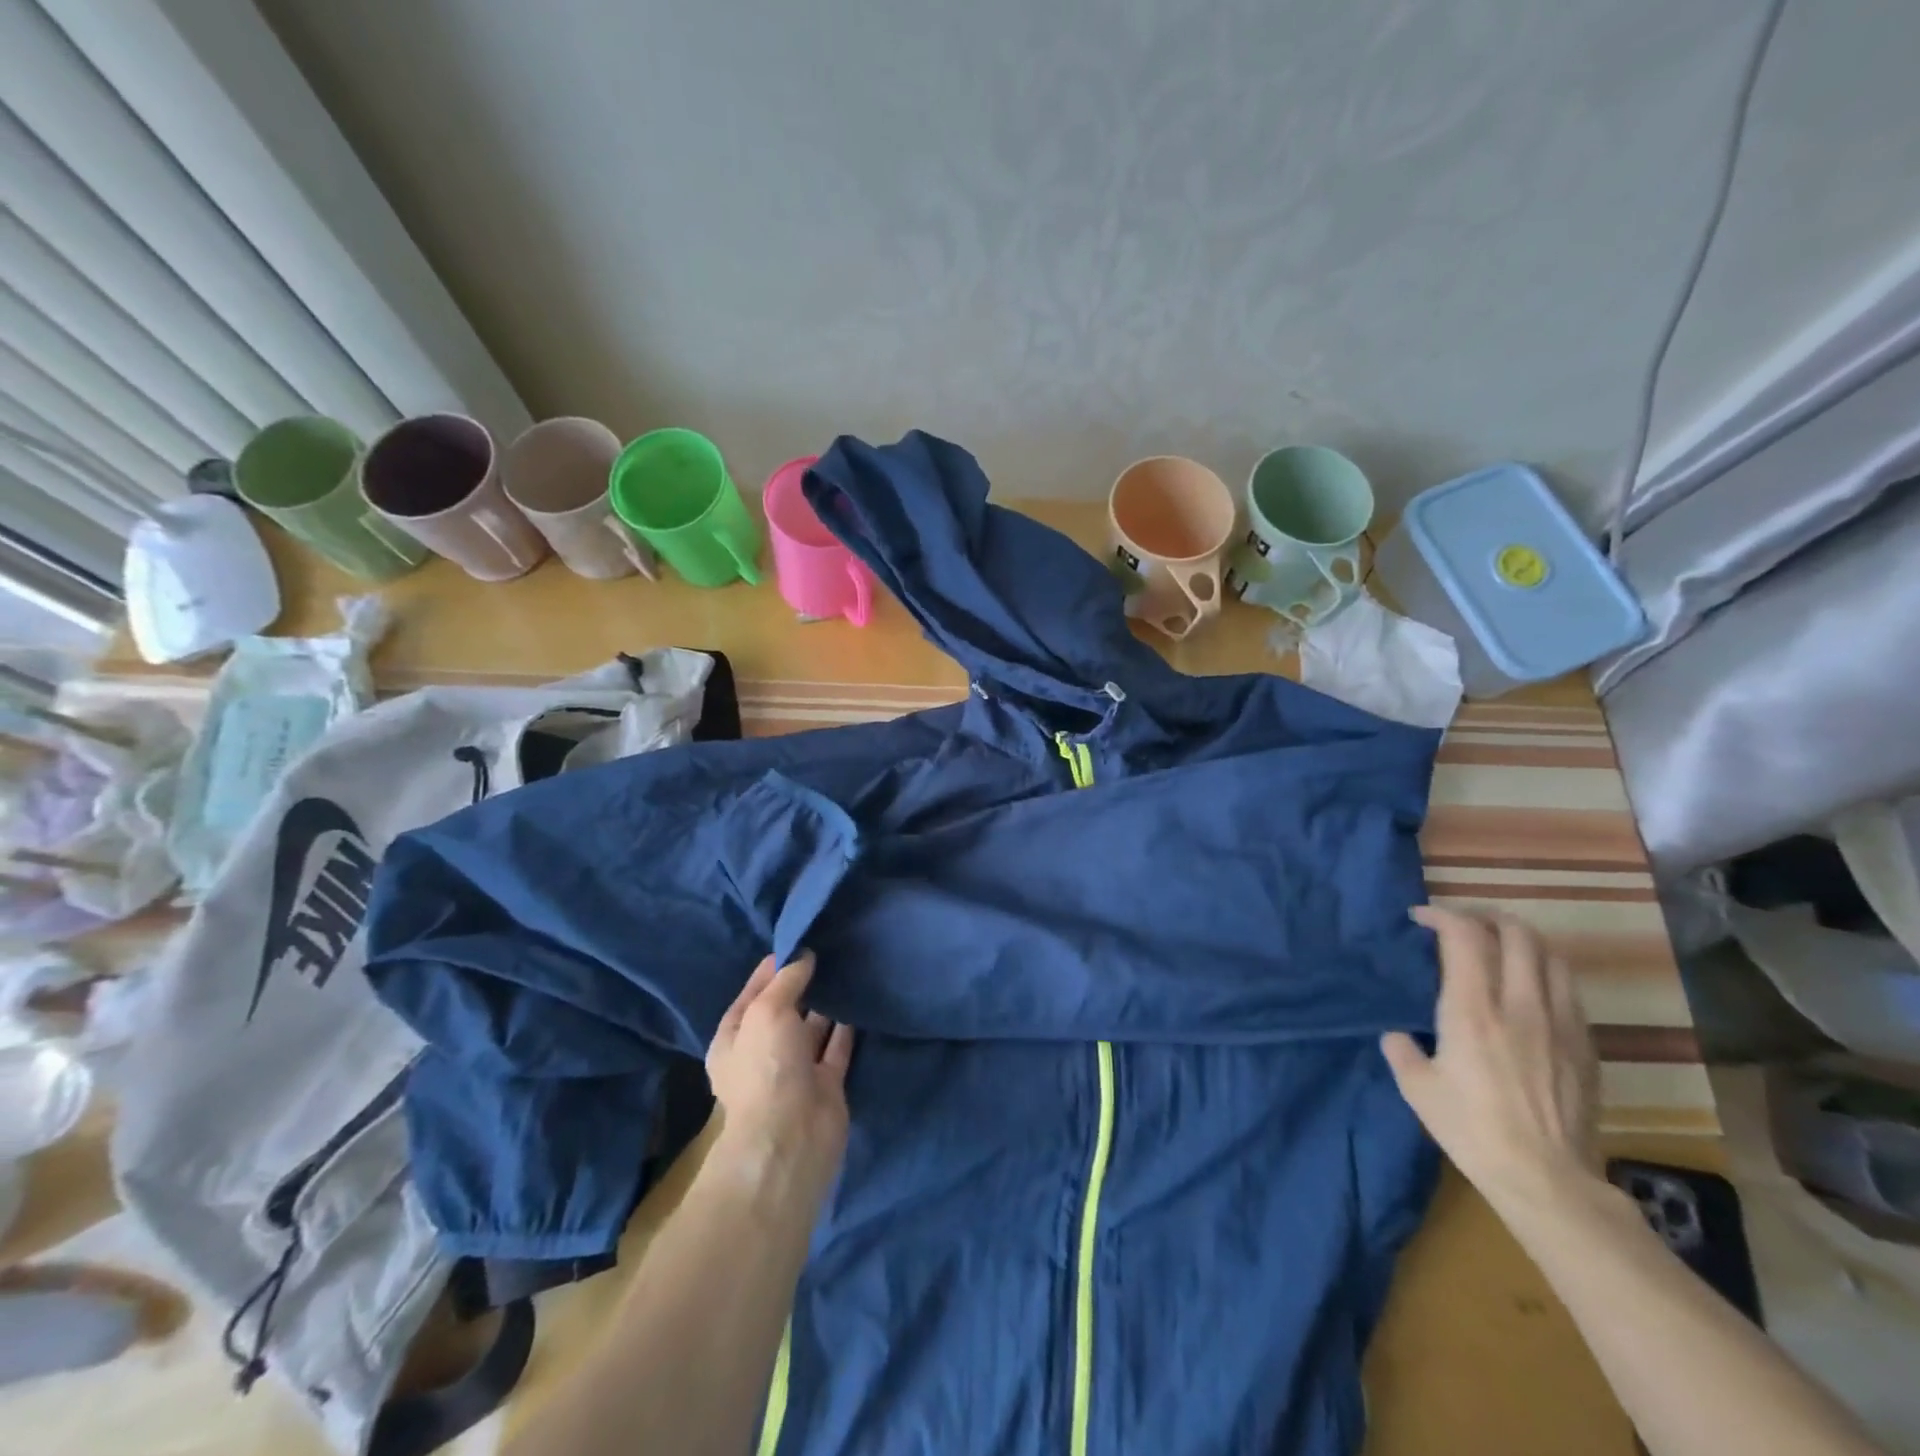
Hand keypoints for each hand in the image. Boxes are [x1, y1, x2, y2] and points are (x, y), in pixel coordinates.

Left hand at [706, 952, 854, 1198]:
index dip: (770, 971)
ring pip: (811, 1030)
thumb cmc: (767, 1067)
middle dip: (800, 986)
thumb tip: (804, 956)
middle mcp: (762, 1055)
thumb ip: (787, 979)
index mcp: (734, 1040)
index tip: (796, 944)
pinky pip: (836, 1047)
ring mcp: (795, 1071)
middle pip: (783, 1012)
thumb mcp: (767, 1010)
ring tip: (844, 969)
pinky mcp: (826, 1084)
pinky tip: (858, 1000)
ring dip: (825, 1005)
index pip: (751, 996)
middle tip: (827, 952)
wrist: (792, 1136)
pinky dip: (846, 1027)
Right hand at [1381, 905, 1601, 1215]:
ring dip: (1524, 940)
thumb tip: (1397, 1034)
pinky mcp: (1585, 1046)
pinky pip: (1570, 990)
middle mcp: (1520, 1004)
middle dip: (1487, 916)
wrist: (1547, 1180)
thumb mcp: (1416, 1087)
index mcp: (1472, 1009)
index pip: (1464, 935)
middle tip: (1464, 924)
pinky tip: (1531, 990)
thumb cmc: (1471, 1129)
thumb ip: (1401, 1049)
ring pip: (1552, 956)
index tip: (1420, 918)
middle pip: (1517, 933)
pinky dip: (1547, 973)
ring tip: (1502, 947)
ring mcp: (1560, 1023)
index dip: (1441, 915)